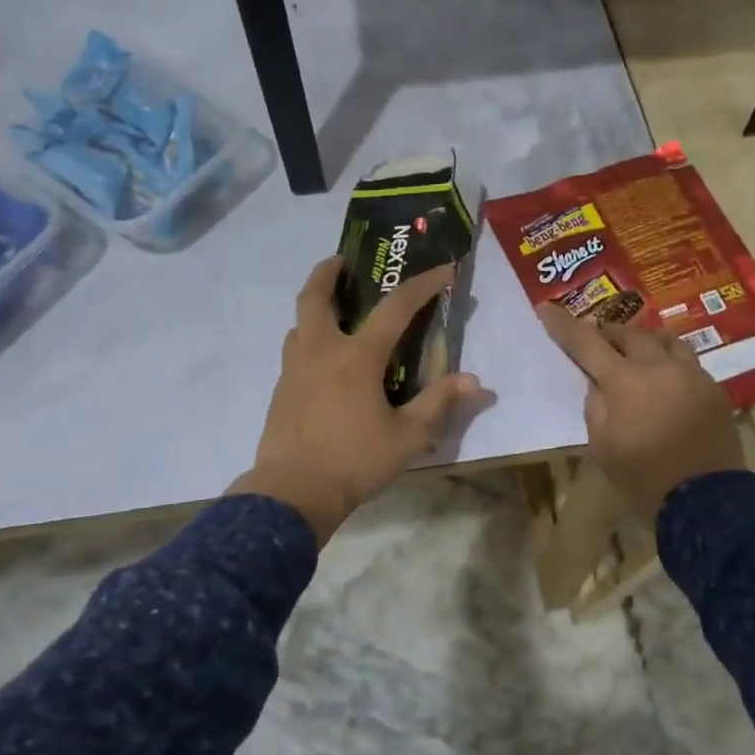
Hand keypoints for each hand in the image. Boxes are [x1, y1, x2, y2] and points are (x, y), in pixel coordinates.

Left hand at [229, 256, 483, 545]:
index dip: (423, 286)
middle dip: (329, 271)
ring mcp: (294, 369)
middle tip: (344, 261)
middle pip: (316, 296)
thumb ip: (439, 404)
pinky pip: (294, 351)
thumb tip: (474, 381)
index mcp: (356, 357)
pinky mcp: (280, 391)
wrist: (292, 494)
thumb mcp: (408, 437)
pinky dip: (309, 339)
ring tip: (336, 312)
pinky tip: (324, 361)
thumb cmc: (354, 462)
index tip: (444, 270)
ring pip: (299, 322)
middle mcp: (321, 351)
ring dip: (316, 306)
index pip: (395, 308)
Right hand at [536, 303, 744, 520]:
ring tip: (638, 352)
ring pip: (665, 339)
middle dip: (609, 333)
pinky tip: (667, 379)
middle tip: (599, 341)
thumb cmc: (643, 476)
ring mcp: (691, 374)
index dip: (563, 325)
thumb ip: (595, 406)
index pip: (586, 343)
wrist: (706, 500)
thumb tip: (599, 384)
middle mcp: (659, 366)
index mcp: (624, 380)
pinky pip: (688, 361)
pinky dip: (670, 361)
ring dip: (645, 341)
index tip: (546, 308)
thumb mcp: (601, 446)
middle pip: (629, 333)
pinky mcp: (713, 388)